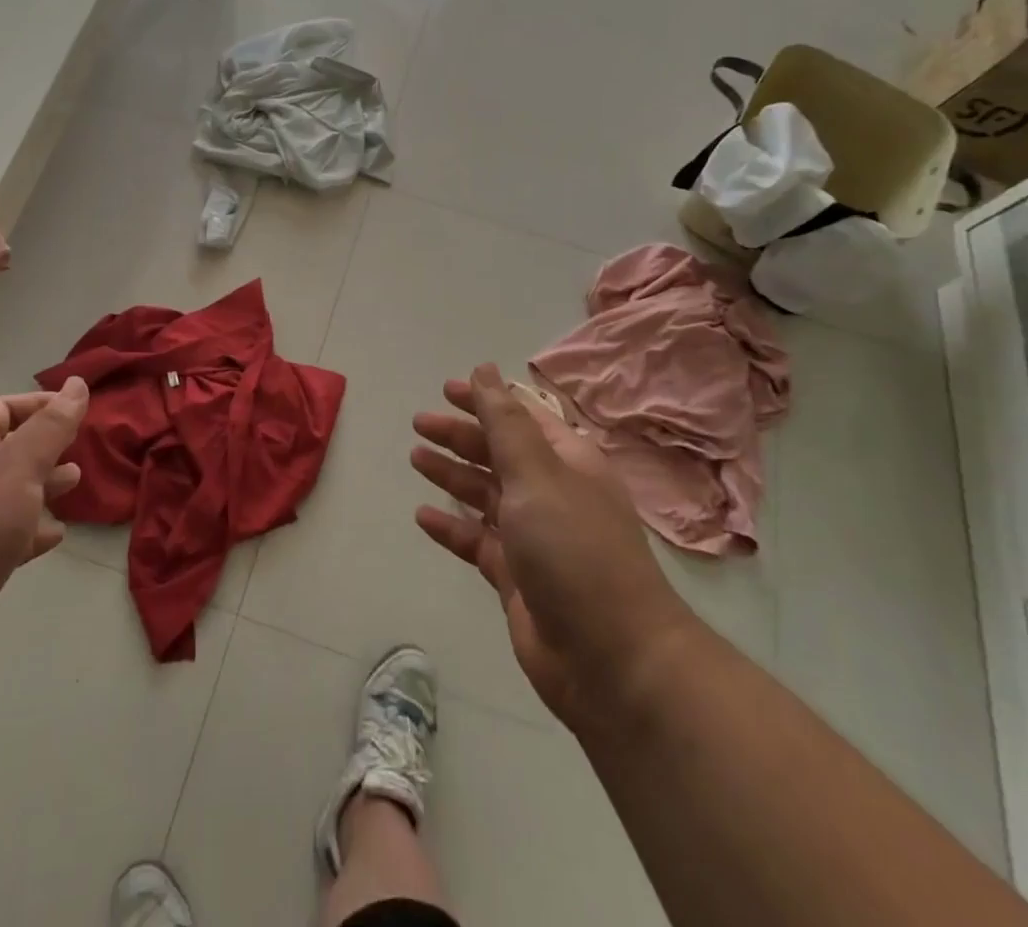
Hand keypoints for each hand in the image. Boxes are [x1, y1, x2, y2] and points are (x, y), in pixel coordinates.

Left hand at [0, 379, 87, 672]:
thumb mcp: (20, 464)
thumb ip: (52, 426)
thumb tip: (78, 384)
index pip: (0, 408)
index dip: (37, 403)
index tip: (76, 409)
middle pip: (7, 449)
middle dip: (45, 445)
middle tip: (80, 447)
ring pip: (11, 492)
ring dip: (44, 485)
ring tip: (76, 483)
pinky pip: (9, 534)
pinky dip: (35, 529)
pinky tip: (57, 533)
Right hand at [410, 365, 692, 728]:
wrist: (612, 659)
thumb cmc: (575, 549)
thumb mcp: (536, 474)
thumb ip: (504, 422)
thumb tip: (486, 369)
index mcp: (567, 462)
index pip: (521, 418)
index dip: (485, 400)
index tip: (446, 390)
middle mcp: (552, 493)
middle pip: (498, 453)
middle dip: (460, 436)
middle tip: (418, 425)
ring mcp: (534, 537)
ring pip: (485, 494)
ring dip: (452, 475)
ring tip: (415, 459)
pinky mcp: (516, 576)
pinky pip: (476, 540)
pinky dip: (451, 526)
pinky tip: (422, 516)